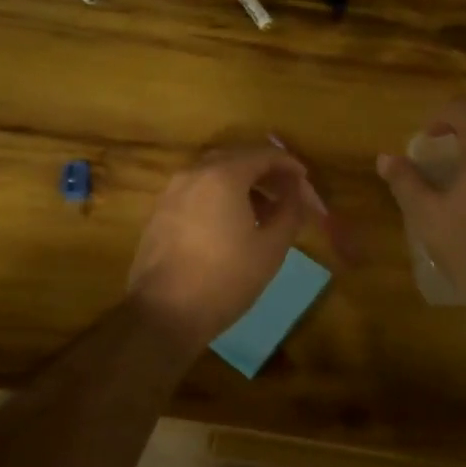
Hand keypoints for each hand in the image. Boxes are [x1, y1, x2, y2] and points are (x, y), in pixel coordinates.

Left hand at [128, 146, 325, 349]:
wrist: (164, 312)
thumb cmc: (225, 279)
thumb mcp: (271, 248)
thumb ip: (290, 211)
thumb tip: (297, 191)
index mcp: (223, 175)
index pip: (263, 154)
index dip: (289, 165)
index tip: (305, 180)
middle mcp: (194, 173)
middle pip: (237, 159)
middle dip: (265, 172)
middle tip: (288, 193)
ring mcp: (172, 192)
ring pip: (214, 175)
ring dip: (242, 185)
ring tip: (264, 212)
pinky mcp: (160, 212)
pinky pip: (197, 192)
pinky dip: (219, 197)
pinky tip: (232, 224)